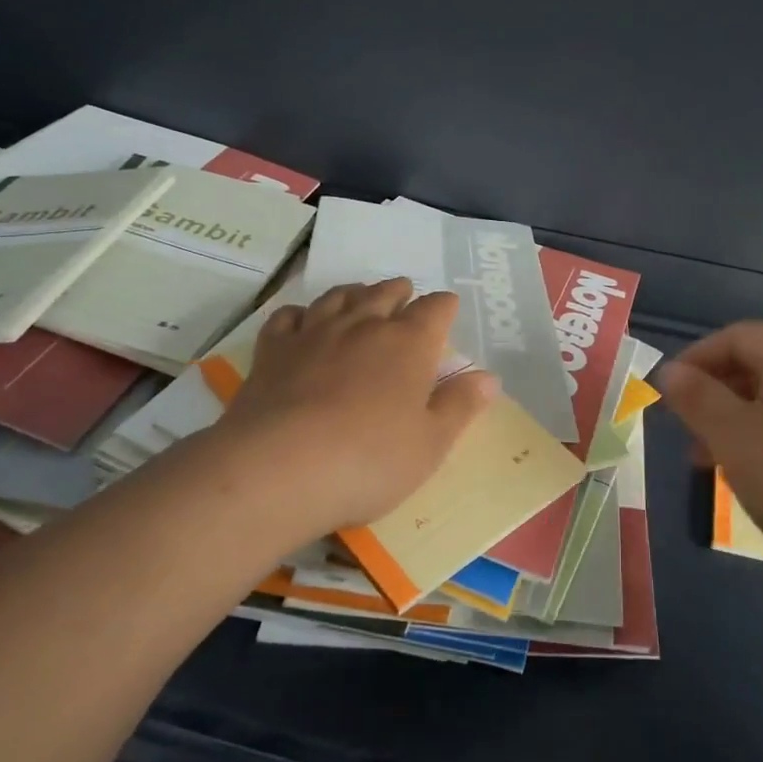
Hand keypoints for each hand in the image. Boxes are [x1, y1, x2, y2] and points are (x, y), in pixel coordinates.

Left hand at [203, 279, 496, 539]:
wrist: (279, 469)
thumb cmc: (369, 460)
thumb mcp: (431, 444)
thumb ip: (460, 406)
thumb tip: (489, 378)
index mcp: (409, 343)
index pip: (435, 308)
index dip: (444, 306)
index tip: (447, 310)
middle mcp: (364, 325)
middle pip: (386, 292)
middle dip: (400, 292)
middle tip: (404, 298)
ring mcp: (315, 333)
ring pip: (339, 296)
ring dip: (355, 293)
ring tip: (360, 298)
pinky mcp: (273, 350)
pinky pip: (288, 317)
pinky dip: (301, 314)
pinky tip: (303, 323)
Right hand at [659, 321, 762, 591]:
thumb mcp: (732, 435)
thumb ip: (696, 397)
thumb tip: (670, 371)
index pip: (737, 336)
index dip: (697, 356)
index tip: (668, 391)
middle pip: (755, 365)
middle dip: (713, 392)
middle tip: (684, 428)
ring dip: (732, 420)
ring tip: (707, 459)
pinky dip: (760, 438)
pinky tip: (747, 474)